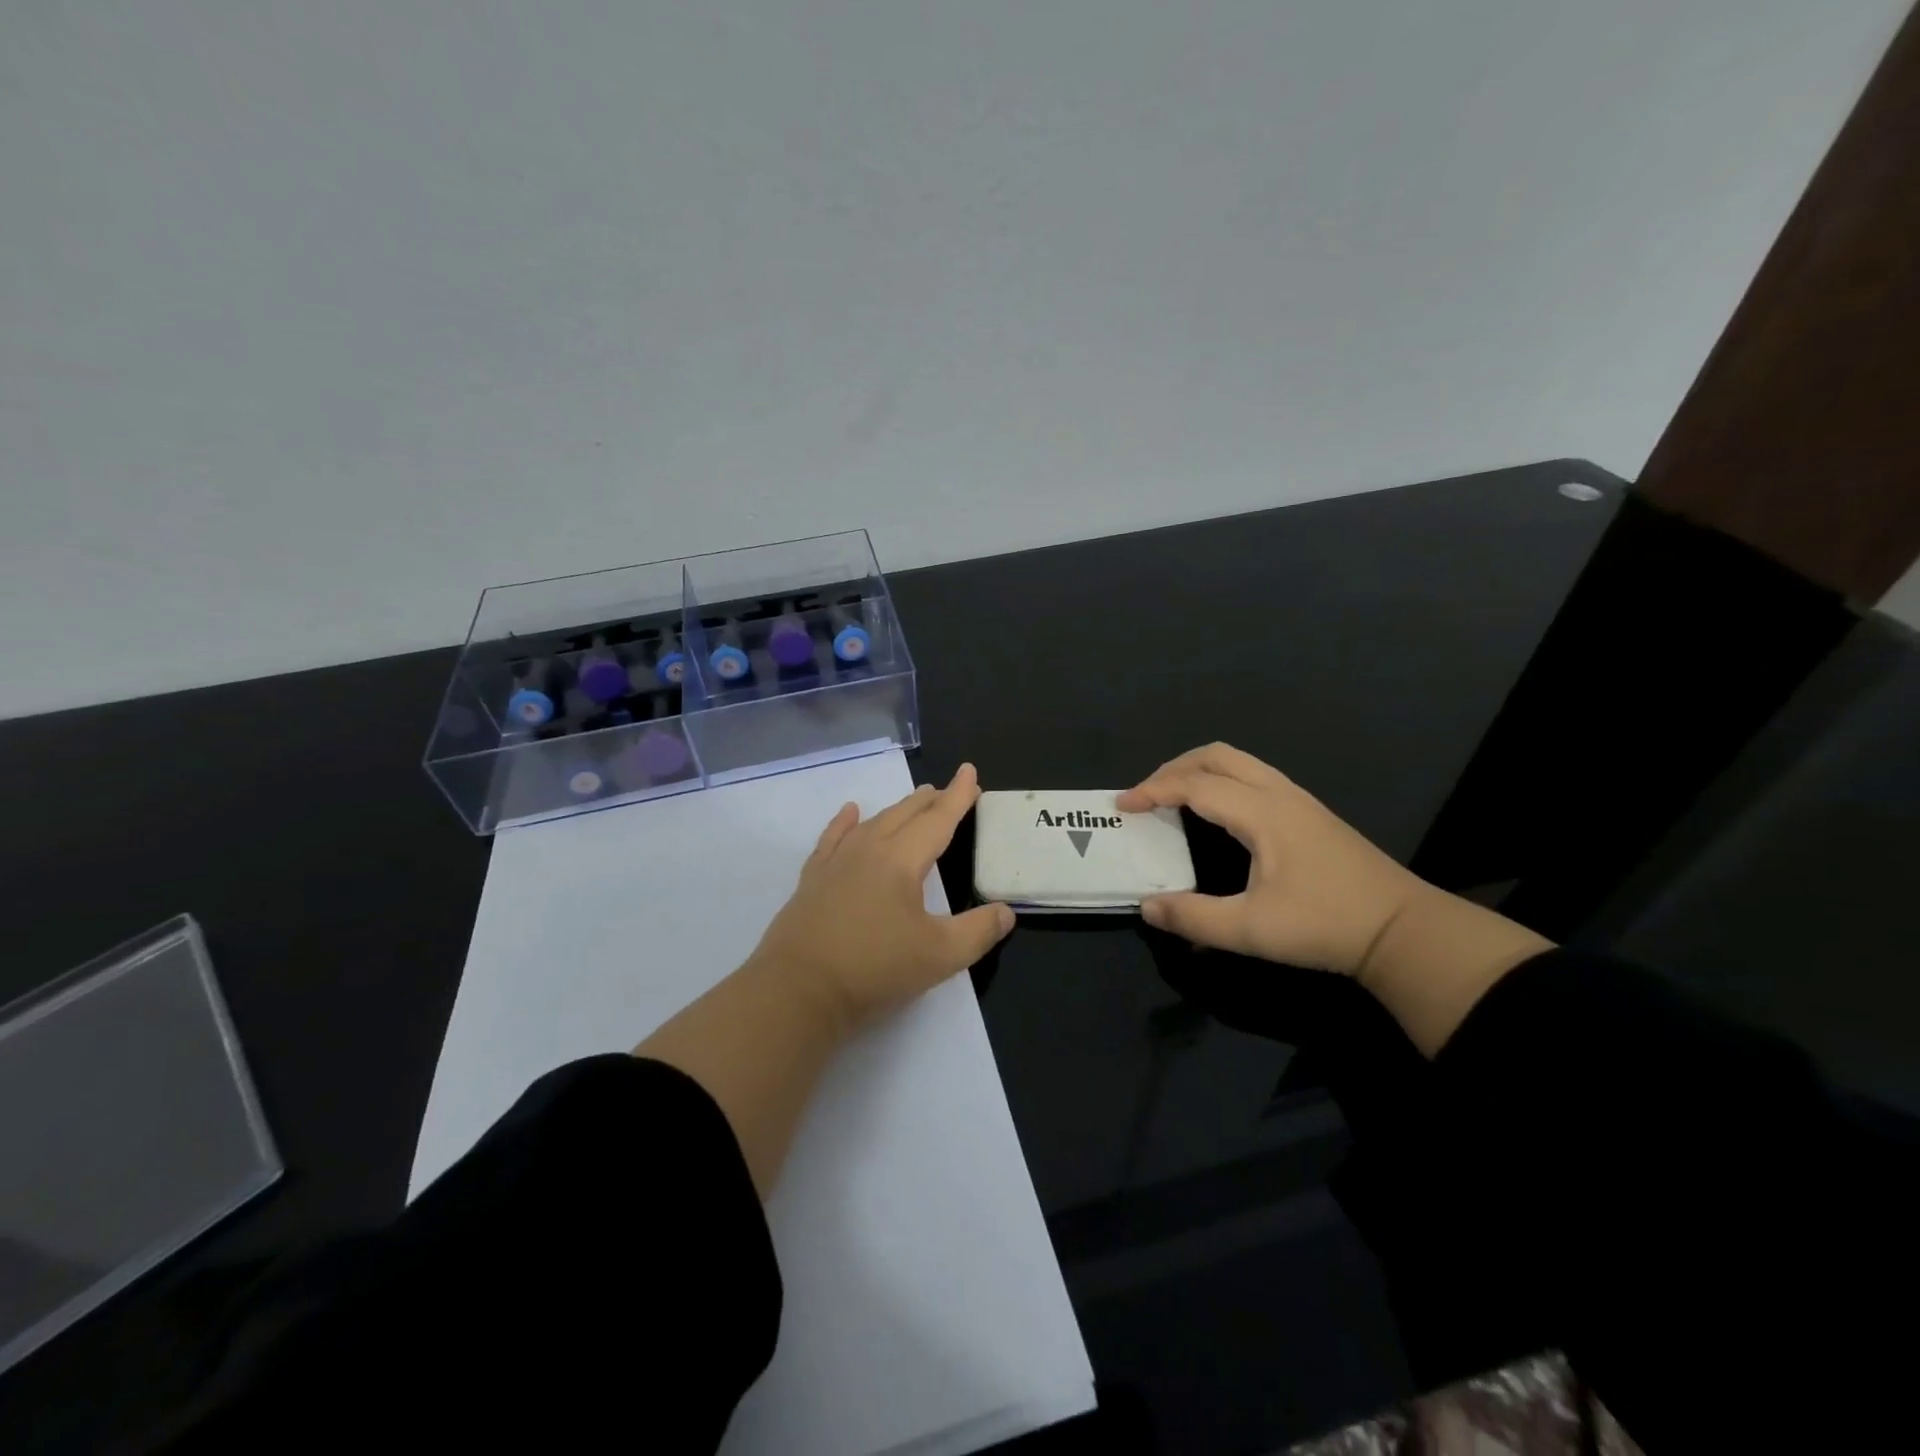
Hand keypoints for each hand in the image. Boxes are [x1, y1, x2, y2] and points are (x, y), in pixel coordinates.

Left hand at [749, 763, 1014, 1033]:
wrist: (798, 990)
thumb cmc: (874, 969)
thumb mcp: (940, 956)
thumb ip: (978, 931)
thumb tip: (1006, 912)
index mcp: (901, 861)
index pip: (938, 820)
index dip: (958, 796)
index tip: (969, 772)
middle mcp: (869, 850)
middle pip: (904, 814)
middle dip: (930, 800)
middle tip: (948, 791)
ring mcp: (836, 862)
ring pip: (873, 822)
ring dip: (897, 809)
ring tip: (914, 801)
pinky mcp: (813, 879)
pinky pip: (833, 838)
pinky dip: (844, 822)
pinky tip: (849, 812)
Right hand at [1116, 743, 1430, 978]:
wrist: (1402, 930)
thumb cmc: (1325, 926)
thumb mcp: (1251, 930)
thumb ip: (1193, 917)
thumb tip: (1146, 906)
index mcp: (1262, 813)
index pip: (1195, 785)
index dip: (1153, 790)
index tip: (1122, 805)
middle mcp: (1279, 794)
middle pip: (1217, 756)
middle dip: (1173, 768)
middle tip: (1145, 795)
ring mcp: (1298, 800)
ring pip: (1239, 762)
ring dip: (1198, 771)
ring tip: (1172, 797)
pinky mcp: (1310, 813)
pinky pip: (1253, 776)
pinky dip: (1220, 780)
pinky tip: (1215, 811)